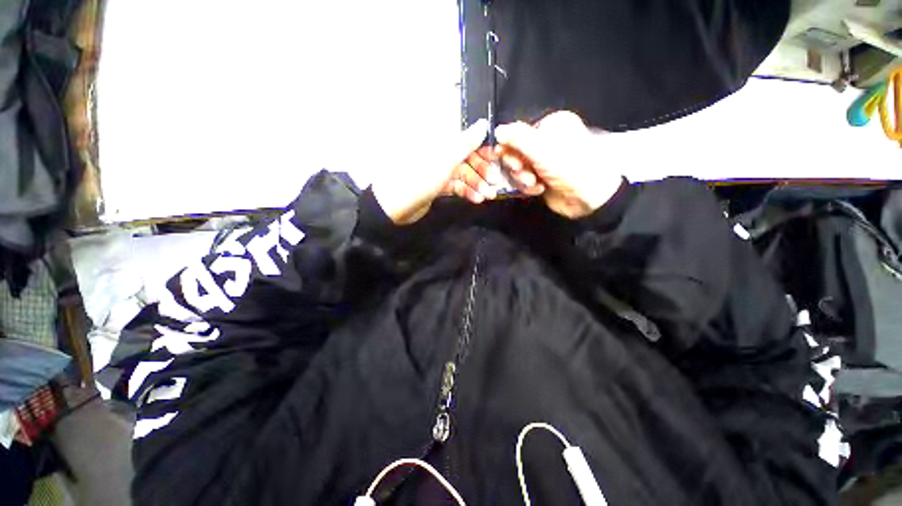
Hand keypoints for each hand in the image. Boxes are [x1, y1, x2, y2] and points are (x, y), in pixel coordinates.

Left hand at [372, 119, 493, 223]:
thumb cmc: (421, 177)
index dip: (483, 147)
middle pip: (466, 158)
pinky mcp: (437, 186)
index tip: (497, 157)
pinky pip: (455, 186)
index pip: (466, 138)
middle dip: (481, 170)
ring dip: (476, 184)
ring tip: (488, 195)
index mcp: (440, 139)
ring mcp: (438, 170)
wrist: (397, 206)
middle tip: (495, 182)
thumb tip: (483, 123)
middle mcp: (440, 152)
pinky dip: (466, 191)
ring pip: (462, 174)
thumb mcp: (446, 158)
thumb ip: (466, 142)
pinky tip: (476, 199)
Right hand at [495, 111, 623, 218]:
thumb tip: (498, 130)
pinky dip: (530, 186)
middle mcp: (547, 141)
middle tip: (524, 173)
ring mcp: (545, 161)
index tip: (509, 160)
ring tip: (534, 183)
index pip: (518, 134)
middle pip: (517, 153)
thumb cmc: (569, 168)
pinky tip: (540, 189)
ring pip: (520, 169)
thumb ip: (518, 139)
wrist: (589, 198)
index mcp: (551, 126)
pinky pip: (526, 180)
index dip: (510, 149)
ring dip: (523, 178)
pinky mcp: (544, 177)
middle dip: (518, 166)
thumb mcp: (541, 150)